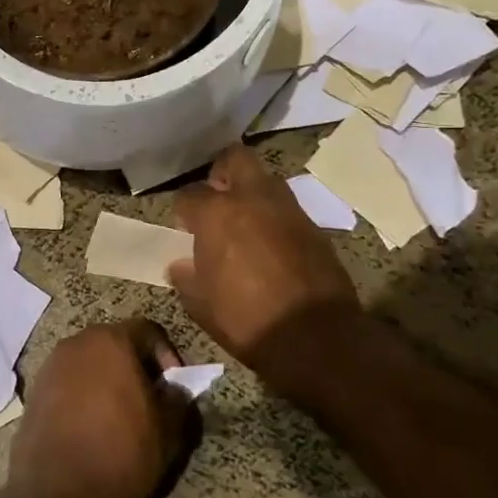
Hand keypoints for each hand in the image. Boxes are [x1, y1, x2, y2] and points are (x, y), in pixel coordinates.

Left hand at [5, 319, 191, 497]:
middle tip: (151, 399)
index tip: (174, 387)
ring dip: (108, 380)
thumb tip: (173, 389)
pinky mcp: (34, 391)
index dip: (168, 355)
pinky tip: (91, 427)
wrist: (55, 496)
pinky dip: (83, 395)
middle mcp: (76, 343)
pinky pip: (68, 383)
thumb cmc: (120, 455)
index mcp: (111, 341)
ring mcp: (50, 366)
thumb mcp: (168, 431)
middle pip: (115, 343)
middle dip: (136, 366)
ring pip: (89, 363)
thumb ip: (177, 399)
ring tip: (121, 416)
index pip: (149, 331)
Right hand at [169, 146, 361, 402]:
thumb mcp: (201, 306)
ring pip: (266, 180)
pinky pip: (288, 209)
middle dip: (222, 173)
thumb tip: (181, 265)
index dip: (183, 210)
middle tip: (216, 199)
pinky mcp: (314, 228)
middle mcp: (253, 200)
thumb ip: (186, 278)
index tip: (183, 226)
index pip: (189, 195)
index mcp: (217, 214)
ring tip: (244, 223)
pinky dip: (275, 218)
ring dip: (252, 193)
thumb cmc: (246, 320)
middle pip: (235, 159)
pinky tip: (270, 245)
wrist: (316, 338)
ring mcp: (288, 210)